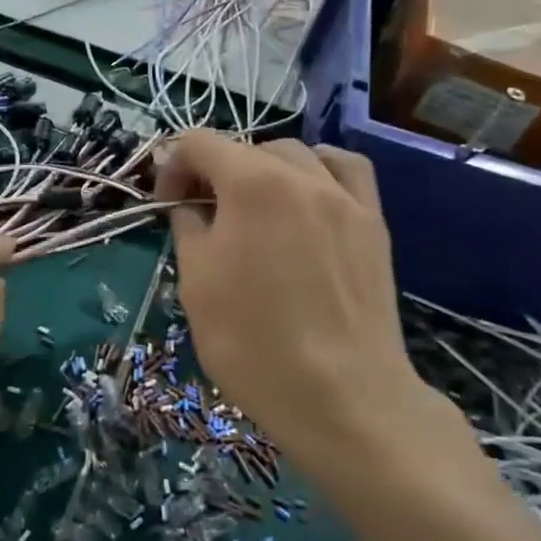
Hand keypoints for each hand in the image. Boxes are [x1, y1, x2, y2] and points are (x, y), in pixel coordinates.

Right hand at [155, 134, 456, 480]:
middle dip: (215, 170)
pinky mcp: (373, 223)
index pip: (199, 143)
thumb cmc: (253, 342)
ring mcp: (344, 197)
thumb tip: (186, 201)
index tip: (167, 204)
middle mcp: (301, 175)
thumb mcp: (197, 282)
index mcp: (251, 183)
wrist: (342, 397)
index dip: (172, 165)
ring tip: (254, 206)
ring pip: (296, 154)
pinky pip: (346, 171)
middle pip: (246, 147)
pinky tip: (309, 196)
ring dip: (264, 168)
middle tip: (202, 214)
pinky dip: (319, 170)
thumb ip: (187, 225)